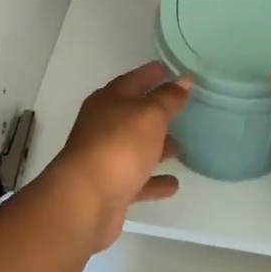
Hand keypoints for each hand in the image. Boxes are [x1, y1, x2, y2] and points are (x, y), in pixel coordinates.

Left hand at [47, 61, 191, 249]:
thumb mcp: (149, 115)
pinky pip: (138, 180)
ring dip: (156, 148)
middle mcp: (103, 127)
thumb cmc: (119, 147)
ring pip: (135, 148)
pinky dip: (154, 180)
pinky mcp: (111, 188)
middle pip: (132, 115)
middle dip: (156, 113)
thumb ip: (168, 98)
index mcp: (108, 102)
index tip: (170, 70)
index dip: (151, 74)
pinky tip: (173, 184)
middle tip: (182, 109)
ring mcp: (105, 159)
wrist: (86, 201)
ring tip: (181, 148)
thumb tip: (184, 79)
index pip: (132, 80)